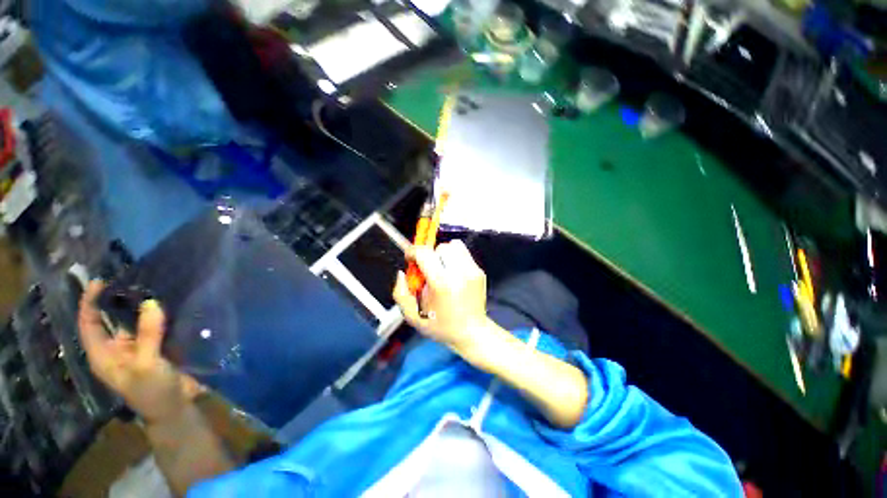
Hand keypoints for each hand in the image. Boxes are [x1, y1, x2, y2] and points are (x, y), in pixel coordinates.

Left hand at [78, 281, 200, 424]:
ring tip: (151, 287)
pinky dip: (159, 316)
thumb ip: (149, 335)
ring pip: (135, 323)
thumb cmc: (152, 392)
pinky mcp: (157, 349)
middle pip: (111, 321)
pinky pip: (155, 328)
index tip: (100, 282)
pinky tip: (169, 305)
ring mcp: (137, 349)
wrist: (175, 408)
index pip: (89, 324)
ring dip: (141, 307)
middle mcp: (116, 349)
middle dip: (118, 301)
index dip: (90, 303)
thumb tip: (151, 303)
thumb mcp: (147, 365)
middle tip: (132, 279)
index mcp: (103, 355)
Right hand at [394, 240, 491, 353]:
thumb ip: (401, 294)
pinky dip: (455, 258)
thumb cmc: (441, 326)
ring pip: (454, 245)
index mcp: (441, 284)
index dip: (413, 251)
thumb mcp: (413, 317)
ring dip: (444, 254)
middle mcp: (459, 273)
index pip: (425, 253)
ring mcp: (472, 271)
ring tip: (442, 269)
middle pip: (441, 247)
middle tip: (428, 269)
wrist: (472, 332)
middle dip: (430, 255)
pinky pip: (464, 253)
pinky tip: (453, 273)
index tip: (410, 258)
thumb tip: (402, 273)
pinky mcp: (480, 271)